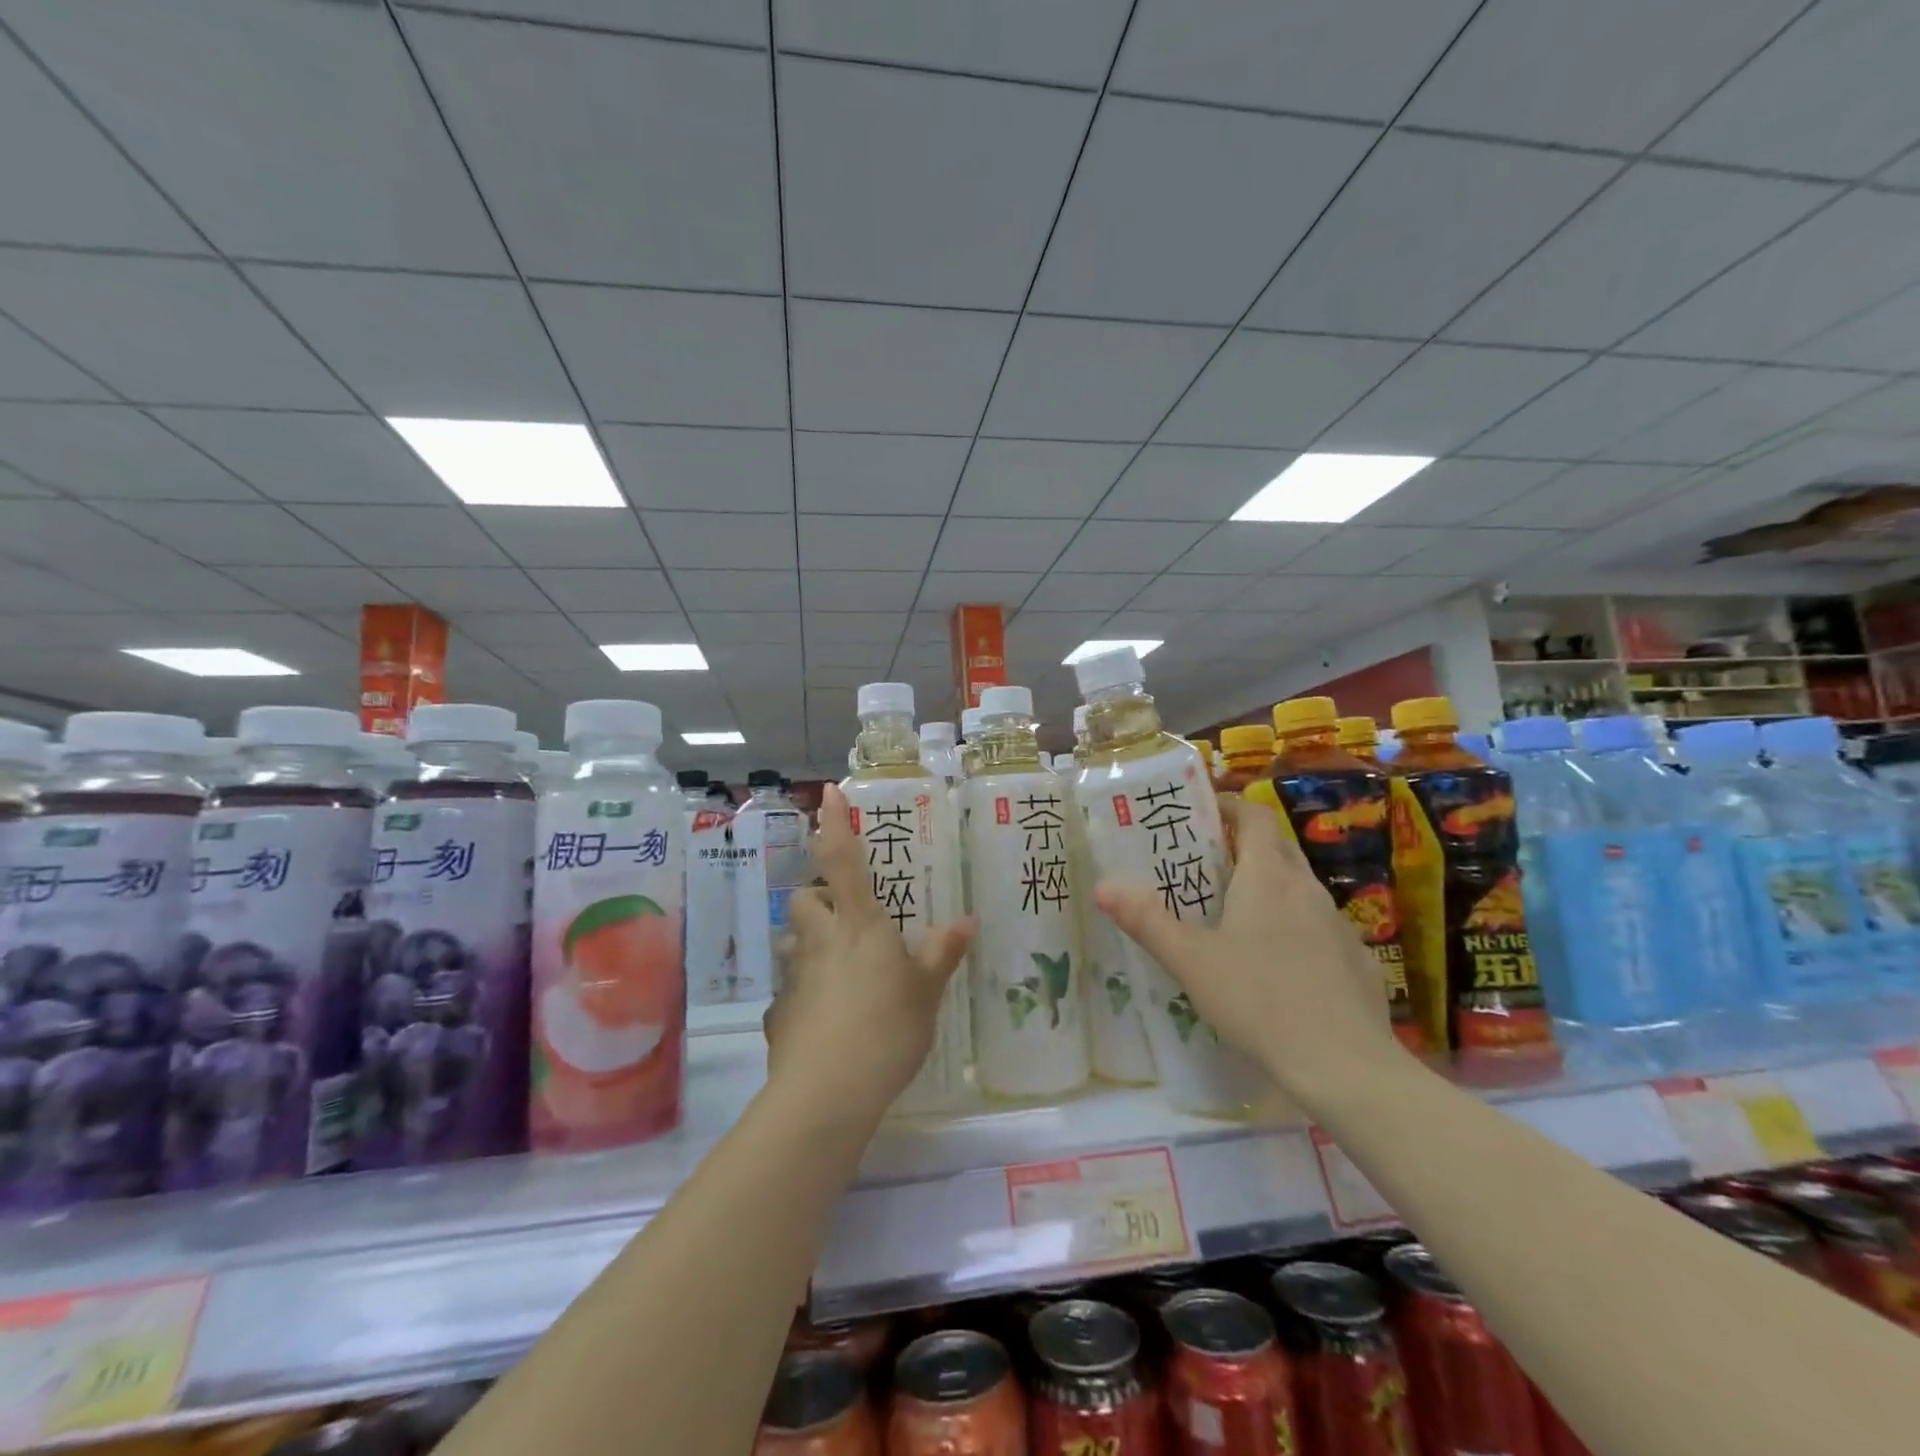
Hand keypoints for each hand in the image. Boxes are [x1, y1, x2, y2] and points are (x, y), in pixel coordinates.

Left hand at [763, 784, 974, 1117]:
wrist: (827, 1093)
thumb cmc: (886, 1029)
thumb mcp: (926, 992)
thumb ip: (942, 953)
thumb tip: (968, 919)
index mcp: (859, 925)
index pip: (842, 860)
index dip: (834, 824)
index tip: (827, 793)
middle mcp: (820, 940)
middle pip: (805, 899)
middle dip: (818, 897)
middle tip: (846, 917)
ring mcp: (794, 976)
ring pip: (793, 942)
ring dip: (809, 943)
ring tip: (837, 969)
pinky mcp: (779, 1012)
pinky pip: (790, 989)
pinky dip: (805, 993)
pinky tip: (826, 1019)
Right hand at [1093, 796, 1401, 1108]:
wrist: (1346, 1066)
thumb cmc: (1260, 1000)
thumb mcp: (1190, 961)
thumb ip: (1146, 921)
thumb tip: (1102, 885)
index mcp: (1268, 877)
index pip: (1255, 817)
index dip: (1230, 807)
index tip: (1202, 814)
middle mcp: (1307, 889)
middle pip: (1278, 847)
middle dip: (1245, 844)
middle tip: (1207, 861)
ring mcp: (1338, 925)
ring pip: (1300, 888)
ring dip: (1270, 886)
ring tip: (1235, 913)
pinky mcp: (1356, 960)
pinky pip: (1319, 927)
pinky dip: (1295, 927)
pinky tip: (1278, 964)